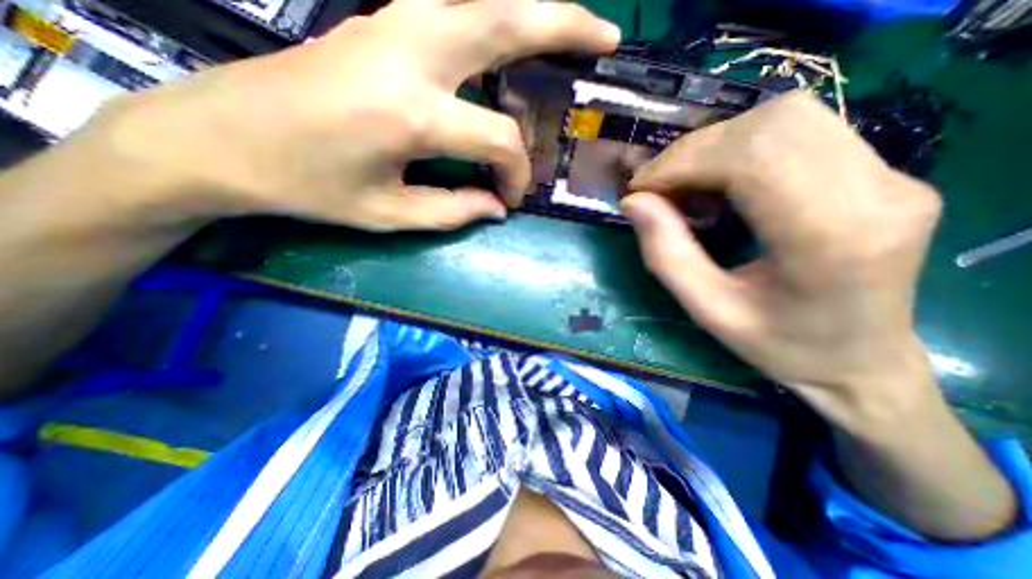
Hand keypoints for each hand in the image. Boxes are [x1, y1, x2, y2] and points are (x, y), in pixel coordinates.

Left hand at [89, 0, 615, 230]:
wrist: (221, 139)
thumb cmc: (307, 187)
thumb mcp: (388, 215)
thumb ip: (454, 211)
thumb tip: (497, 207)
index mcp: (412, 113)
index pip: (499, 142)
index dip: (516, 175)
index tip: (511, 199)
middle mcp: (411, 52)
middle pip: (508, 21)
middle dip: (566, 25)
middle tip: (608, 38)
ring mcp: (393, 23)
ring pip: (486, 3)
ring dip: (536, 13)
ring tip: (573, 30)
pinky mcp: (381, 21)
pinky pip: (457, 11)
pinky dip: (497, 21)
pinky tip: (512, 41)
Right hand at [620, 92, 942, 429]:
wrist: (862, 361)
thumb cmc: (779, 346)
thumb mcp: (707, 311)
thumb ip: (665, 255)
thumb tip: (633, 202)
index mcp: (831, 238)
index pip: (752, 159)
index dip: (683, 163)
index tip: (640, 189)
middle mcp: (877, 192)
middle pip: (772, 126)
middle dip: (694, 151)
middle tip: (656, 186)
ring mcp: (892, 175)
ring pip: (788, 117)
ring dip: (716, 144)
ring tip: (683, 182)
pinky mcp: (884, 172)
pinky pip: (801, 131)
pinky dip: (740, 146)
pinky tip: (718, 179)